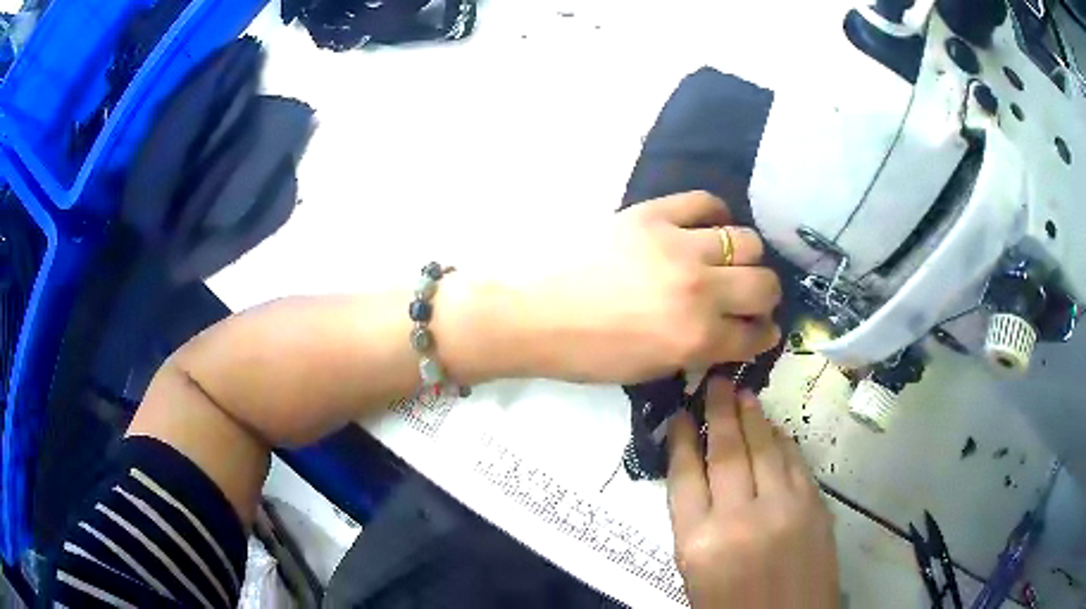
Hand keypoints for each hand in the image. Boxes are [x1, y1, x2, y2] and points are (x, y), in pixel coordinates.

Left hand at [516, 191, 781, 383]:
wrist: (535, 313)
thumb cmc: (589, 353)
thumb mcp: (652, 369)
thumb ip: (700, 351)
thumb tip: (731, 334)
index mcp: (696, 339)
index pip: (755, 334)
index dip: (763, 335)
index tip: (760, 330)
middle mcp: (699, 291)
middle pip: (764, 283)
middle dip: (765, 296)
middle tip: (750, 298)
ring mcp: (678, 246)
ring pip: (746, 240)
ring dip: (746, 257)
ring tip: (728, 262)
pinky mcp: (653, 214)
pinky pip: (704, 202)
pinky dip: (715, 214)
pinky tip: (708, 227)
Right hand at [667, 379, 838, 608]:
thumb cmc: (730, 607)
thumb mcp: (694, 573)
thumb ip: (696, 523)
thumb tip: (700, 476)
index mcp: (697, 543)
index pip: (684, 475)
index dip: (682, 439)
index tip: (680, 414)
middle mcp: (739, 518)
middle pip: (726, 452)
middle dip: (718, 412)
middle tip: (715, 381)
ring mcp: (783, 509)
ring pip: (764, 449)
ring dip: (752, 418)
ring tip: (742, 395)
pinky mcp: (814, 507)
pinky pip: (794, 462)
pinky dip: (782, 441)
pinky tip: (775, 428)